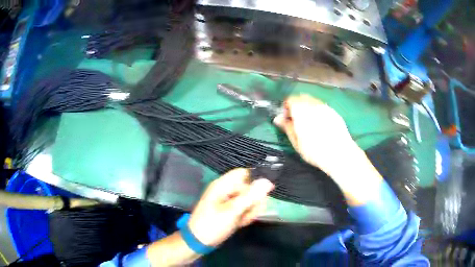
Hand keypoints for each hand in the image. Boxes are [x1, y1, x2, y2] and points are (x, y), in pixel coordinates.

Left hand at [188, 168, 273, 246]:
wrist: (199, 241)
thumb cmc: (213, 224)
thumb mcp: (232, 211)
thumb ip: (250, 196)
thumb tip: (267, 181)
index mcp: (223, 185)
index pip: (244, 174)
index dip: (255, 182)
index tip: (262, 195)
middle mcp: (226, 190)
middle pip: (249, 188)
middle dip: (253, 201)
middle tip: (248, 213)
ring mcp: (228, 201)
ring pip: (249, 200)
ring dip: (250, 211)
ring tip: (243, 220)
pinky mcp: (230, 210)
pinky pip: (244, 209)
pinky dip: (245, 216)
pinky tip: (241, 223)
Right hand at [274, 95, 381, 204]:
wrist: (339, 154)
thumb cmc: (314, 151)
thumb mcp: (296, 142)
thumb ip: (287, 127)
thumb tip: (277, 118)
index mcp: (301, 110)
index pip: (289, 100)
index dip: (286, 108)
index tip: (287, 119)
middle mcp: (313, 104)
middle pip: (301, 97)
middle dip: (296, 106)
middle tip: (296, 120)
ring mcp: (325, 107)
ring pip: (312, 101)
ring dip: (307, 107)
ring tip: (309, 122)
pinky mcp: (334, 112)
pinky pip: (322, 106)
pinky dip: (317, 111)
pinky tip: (320, 124)